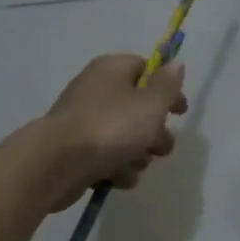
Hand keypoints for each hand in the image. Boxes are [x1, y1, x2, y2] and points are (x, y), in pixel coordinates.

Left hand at [39, 53, 188, 211]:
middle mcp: (97, 91)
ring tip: (133, 164)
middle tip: (158, 147)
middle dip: (155, 132)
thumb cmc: (111, 127)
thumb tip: (176, 63)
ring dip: (138, 155)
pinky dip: (117, 169)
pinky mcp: (78, 151)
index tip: (181, 112)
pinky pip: (108, 158)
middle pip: (139, 109)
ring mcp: (85, 123)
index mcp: (112, 70)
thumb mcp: (150, 104)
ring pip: (126, 138)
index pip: (146, 69)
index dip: (167, 90)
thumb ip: (167, 85)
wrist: (58, 163)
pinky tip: (116, 177)